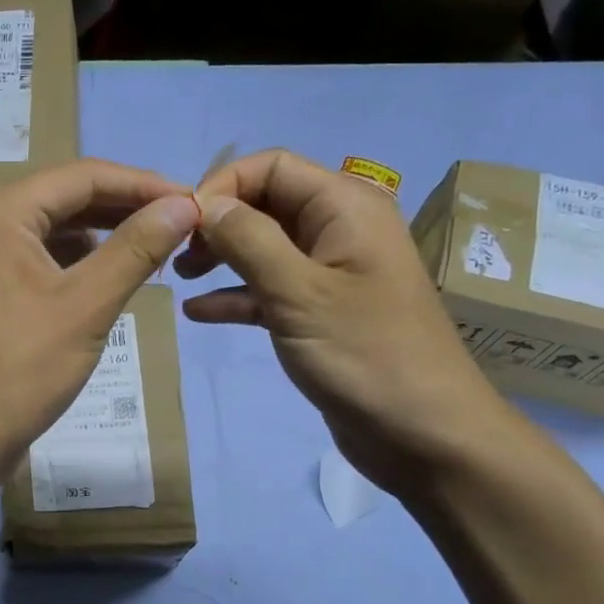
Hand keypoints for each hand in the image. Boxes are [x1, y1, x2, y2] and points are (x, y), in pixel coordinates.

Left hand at [0, 159, 199, 478]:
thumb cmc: (19, 370)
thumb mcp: (86, 306)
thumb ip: (137, 248)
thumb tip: (186, 205)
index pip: (84, 176)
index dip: (144, 185)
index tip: (196, 202)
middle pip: (67, 197)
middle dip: (126, 209)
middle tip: (183, 225)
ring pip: (55, 227)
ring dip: (105, 235)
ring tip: (157, 248)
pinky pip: (40, 255)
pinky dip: (78, 261)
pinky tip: (113, 275)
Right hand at [177, 149, 516, 494]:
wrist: (426, 436)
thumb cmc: (366, 354)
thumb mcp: (299, 292)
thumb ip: (248, 240)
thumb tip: (203, 204)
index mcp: (345, 207)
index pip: (271, 167)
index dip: (222, 186)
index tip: (181, 225)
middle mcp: (339, 229)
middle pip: (266, 203)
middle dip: (218, 223)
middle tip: (177, 256)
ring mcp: (331, 272)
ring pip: (264, 247)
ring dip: (222, 257)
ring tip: (182, 279)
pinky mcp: (321, 312)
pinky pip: (270, 289)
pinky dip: (237, 296)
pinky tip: (199, 313)